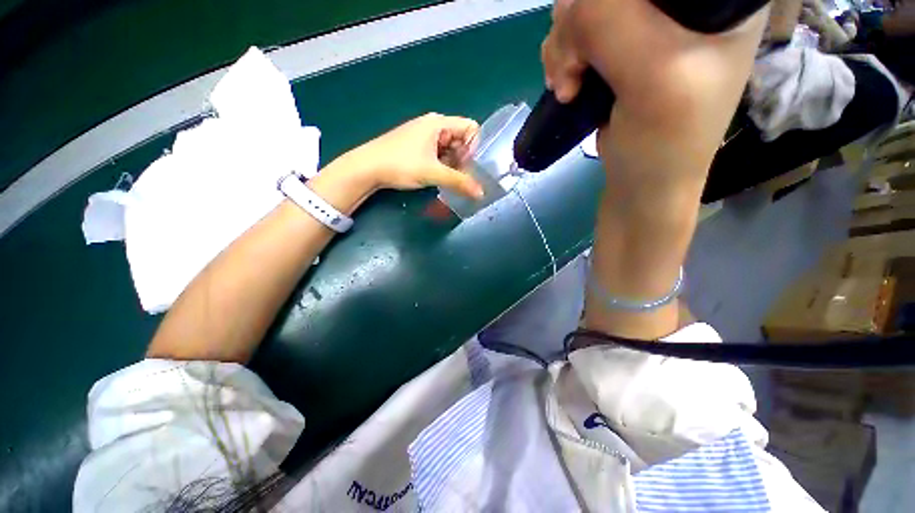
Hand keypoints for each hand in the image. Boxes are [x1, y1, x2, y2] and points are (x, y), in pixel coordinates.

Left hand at [332, 113, 483, 199]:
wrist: (367, 168)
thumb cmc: (401, 164)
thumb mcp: (433, 173)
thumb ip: (460, 182)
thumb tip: (481, 194)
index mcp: (439, 122)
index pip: (471, 128)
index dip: (474, 147)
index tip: (466, 165)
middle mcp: (433, 125)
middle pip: (460, 139)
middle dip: (463, 159)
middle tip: (456, 176)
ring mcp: (423, 136)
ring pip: (449, 148)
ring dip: (452, 164)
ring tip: (445, 178)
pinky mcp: (416, 146)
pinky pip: (438, 153)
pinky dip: (441, 165)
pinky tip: (435, 176)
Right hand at [542, 0, 767, 179]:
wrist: (643, 183)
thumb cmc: (665, 141)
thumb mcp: (652, 77)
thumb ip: (613, 26)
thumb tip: (568, 10)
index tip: (593, 39)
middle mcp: (681, 4)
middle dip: (578, 24)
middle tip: (575, 70)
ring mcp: (646, 27)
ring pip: (585, 5)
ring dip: (564, 46)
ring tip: (569, 85)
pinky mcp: (618, 51)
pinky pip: (576, 32)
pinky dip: (560, 57)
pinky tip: (566, 83)